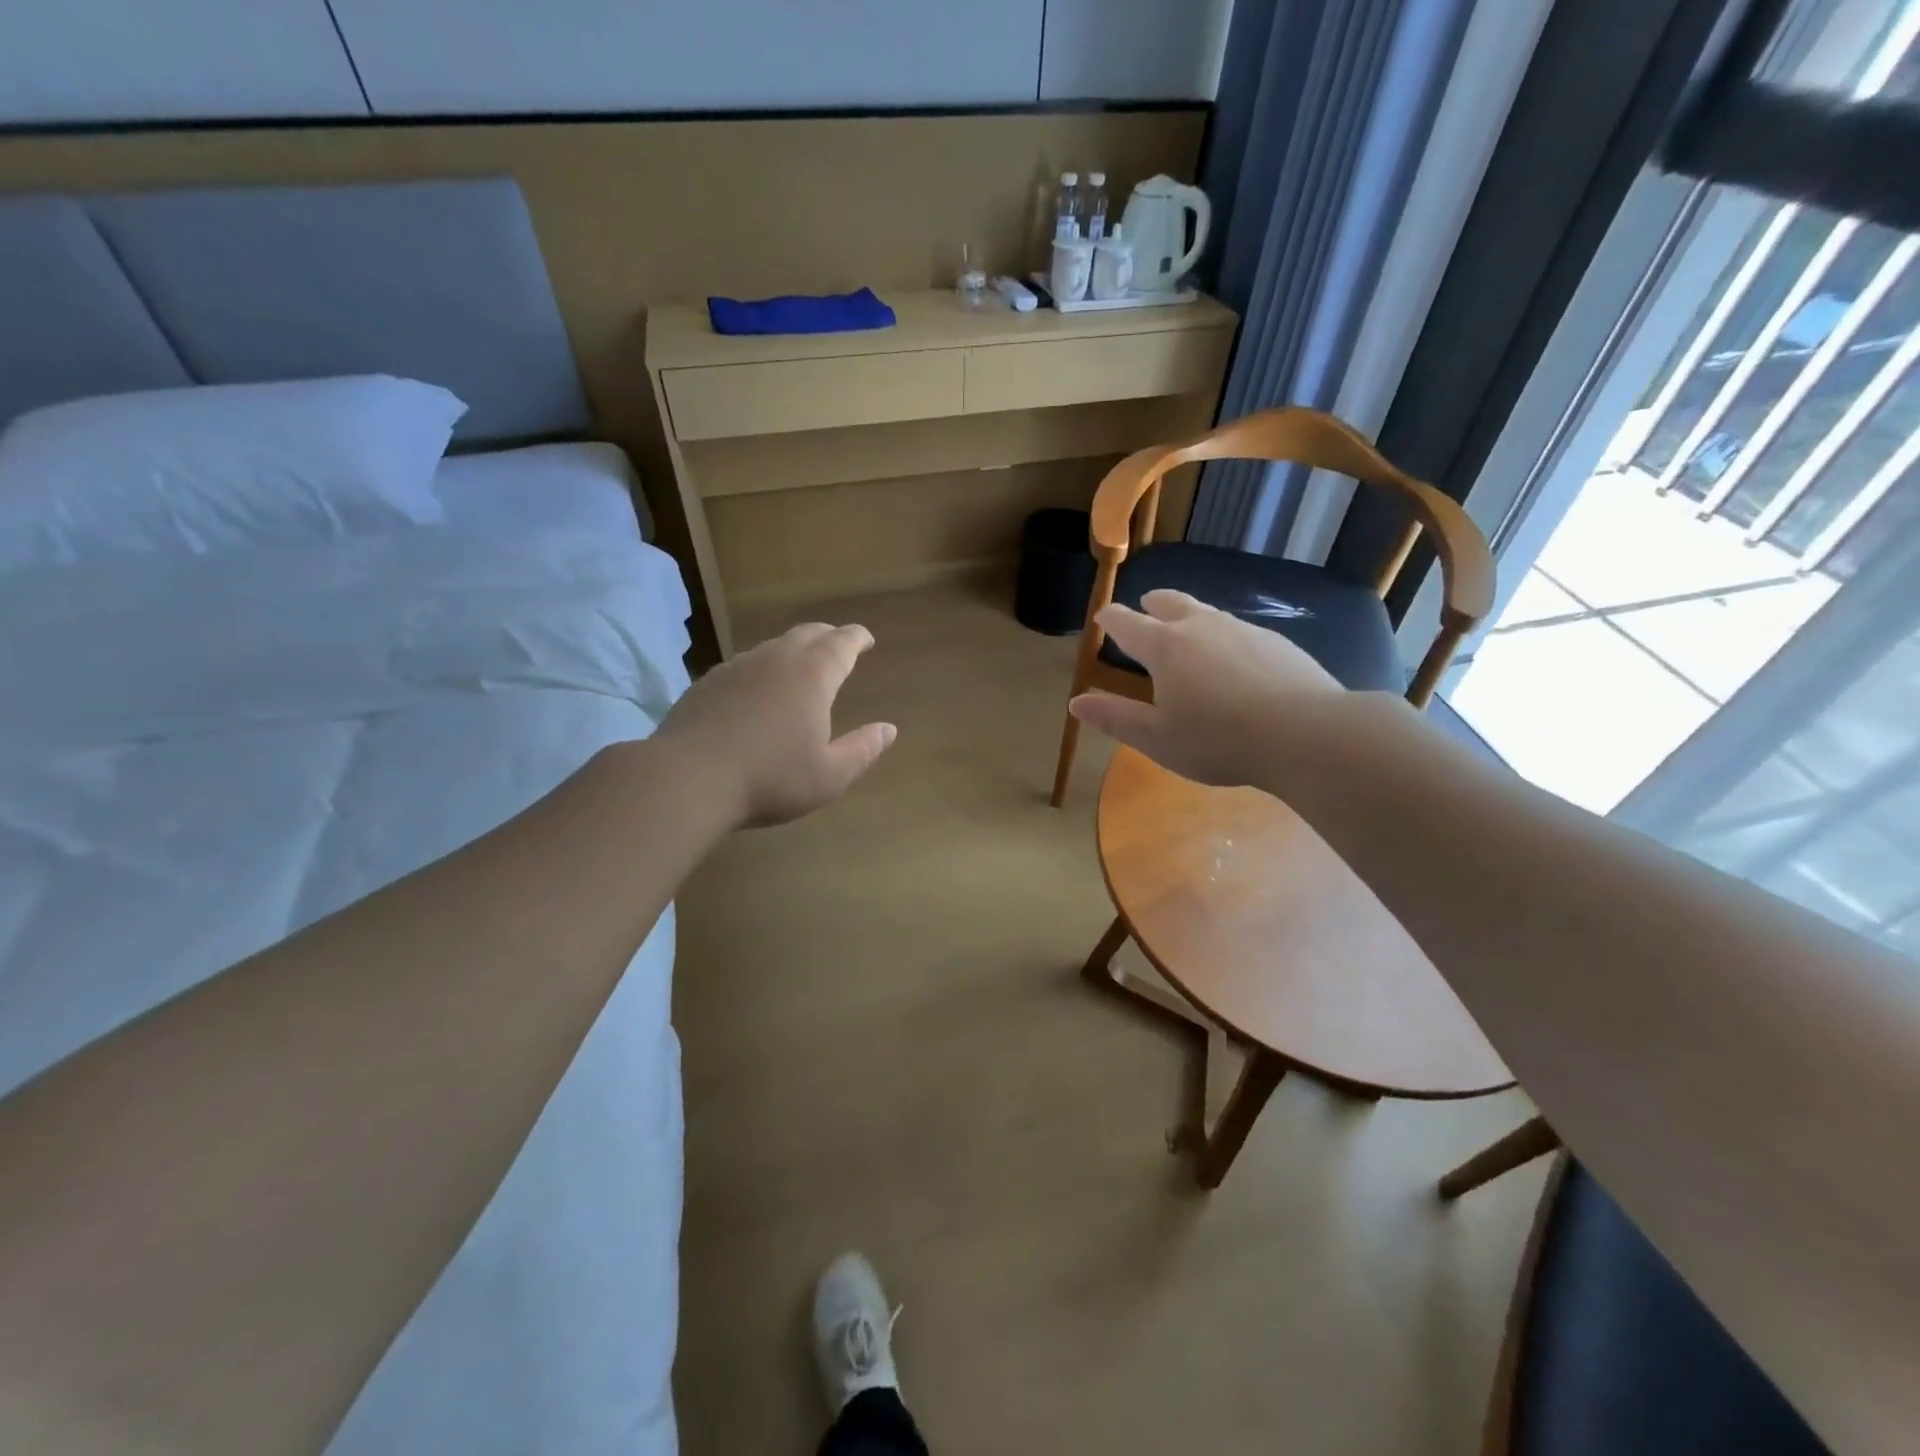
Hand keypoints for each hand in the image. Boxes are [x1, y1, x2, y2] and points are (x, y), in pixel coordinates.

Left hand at [652, 623, 895, 827]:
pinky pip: (745, 664)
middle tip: (839, 646)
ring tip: (800, 667)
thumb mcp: (829, 776)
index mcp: (812, 675)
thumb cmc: (770, 779)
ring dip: (793, 650)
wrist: (687, 779)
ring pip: (773, 646)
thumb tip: (888, 730)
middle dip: (828, 637)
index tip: (866, 639)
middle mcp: (776, 659)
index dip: (857, 638)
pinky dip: (762, 668)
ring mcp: (737, 667)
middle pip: (807, 634)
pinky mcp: (708, 682)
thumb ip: (862, 750)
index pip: (842, 643)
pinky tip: (757, 690)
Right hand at [1068, 590, 1343, 787]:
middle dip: (1152, 604)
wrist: (1306, 734)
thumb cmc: (1219, 740)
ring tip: (1186, 629)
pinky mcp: (1275, 641)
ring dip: (1189, 616)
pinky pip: (1238, 630)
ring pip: (1206, 612)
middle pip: (1170, 603)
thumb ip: (1116, 718)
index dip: (1111, 619)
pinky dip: (1223, 635)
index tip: (1103, 616)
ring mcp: (1242, 629)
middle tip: (1145, 607)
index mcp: (1165, 647)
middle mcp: (1201, 627)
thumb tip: (1076, 702)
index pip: (1128, 624)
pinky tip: (1232, 657)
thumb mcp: (1157, 739)